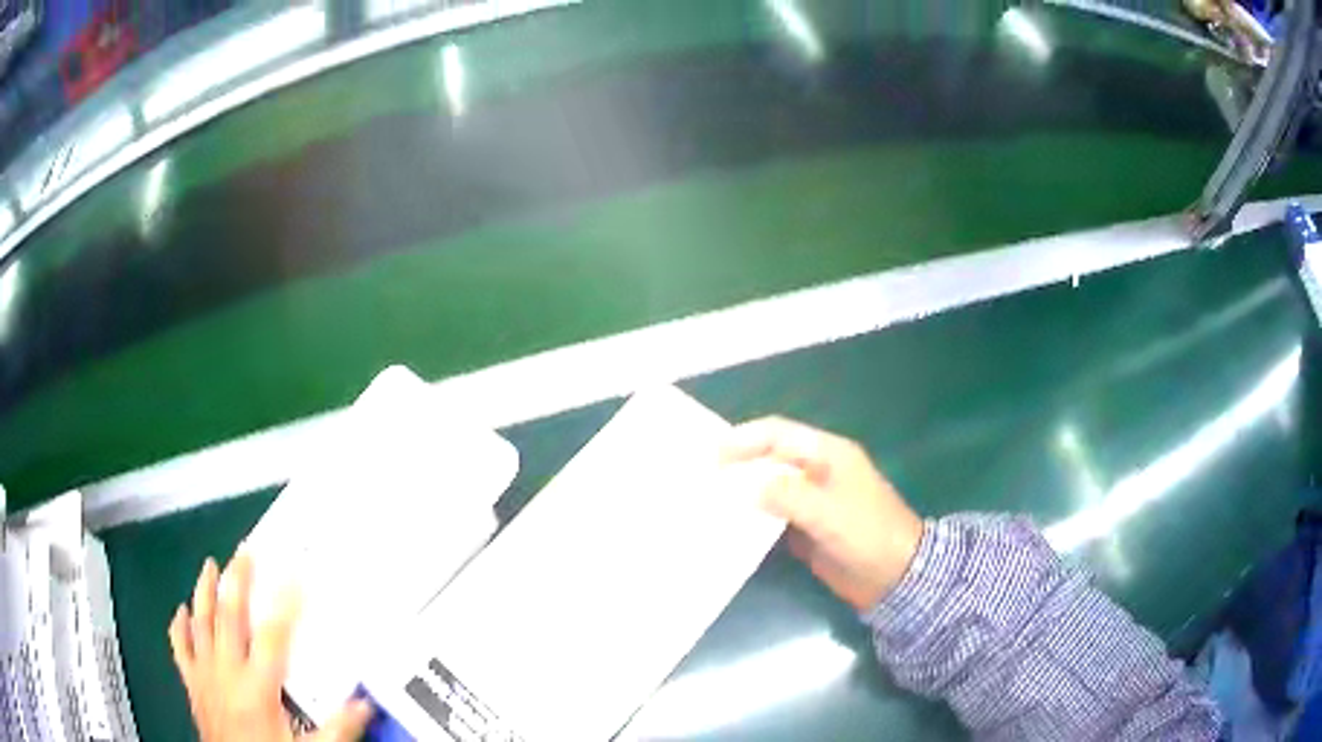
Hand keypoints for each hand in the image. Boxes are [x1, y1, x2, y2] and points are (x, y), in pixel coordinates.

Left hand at [169, 552, 372, 741]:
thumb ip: (338, 728)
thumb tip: (365, 704)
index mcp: (257, 688)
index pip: (272, 637)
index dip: (285, 603)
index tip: (294, 576)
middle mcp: (226, 673)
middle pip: (229, 617)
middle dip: (237, 582)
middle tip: (244, 554)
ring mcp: (204, 675)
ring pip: (200, 623)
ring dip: (204, 592)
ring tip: (210, 566)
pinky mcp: (191, 683)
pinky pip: (180, 647)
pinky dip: (179, 626)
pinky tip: (181, 610)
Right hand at [721, 417, 924, 611]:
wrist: (895, 576)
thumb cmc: (867, 534)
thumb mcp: (828, 512)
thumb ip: (787, 496)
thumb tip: (744, 488)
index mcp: (828, 454)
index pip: (778, 434)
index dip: (744, 439)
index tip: (712, 455)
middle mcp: (817, 471)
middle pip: (770, 458)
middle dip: (738, 463)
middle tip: (701, 476)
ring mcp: (812, 500)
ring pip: (769, 487)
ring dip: (742, 492)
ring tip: (707, 500)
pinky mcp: (807, 526)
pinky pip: (773, 516)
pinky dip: (752, 518)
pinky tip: (729, 527)